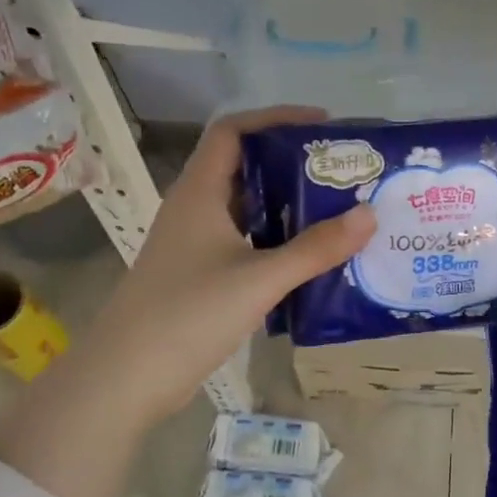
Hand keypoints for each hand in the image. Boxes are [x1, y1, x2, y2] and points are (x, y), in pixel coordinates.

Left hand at [81, 105, 375, 432]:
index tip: (323, 125)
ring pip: (245, 210)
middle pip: (244, 168)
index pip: (234, 131)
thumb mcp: (259, 279)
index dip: (275, 118)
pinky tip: (309, 258)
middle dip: (291, 164)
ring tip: (336, 211)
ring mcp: (194, 245)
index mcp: (199, 193)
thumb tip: (369, 215)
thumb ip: (315, 248)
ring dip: (286, 206)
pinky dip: (276, 242)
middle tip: (340, 173)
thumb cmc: (188, 314)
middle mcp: (194, 210)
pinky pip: (244, 244)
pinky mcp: (199, 276)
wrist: (127, 378)